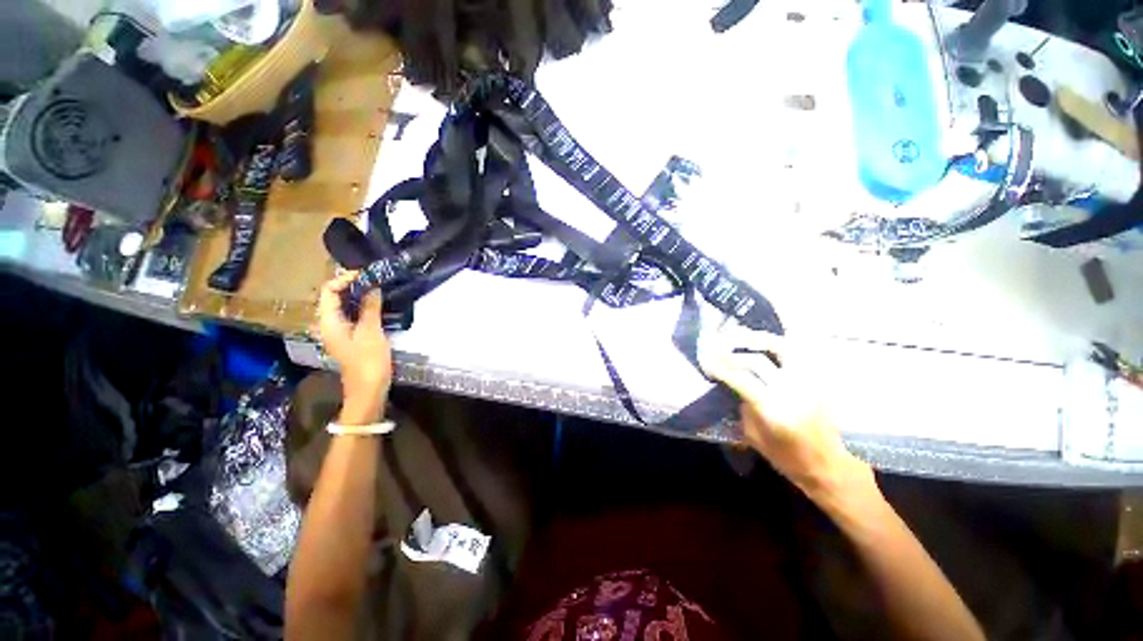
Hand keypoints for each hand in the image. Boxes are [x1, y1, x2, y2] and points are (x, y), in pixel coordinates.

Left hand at [316, 272, 392, 424]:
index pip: (329, 289)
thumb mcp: (371, 331)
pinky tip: (375, 307)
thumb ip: (370, 305)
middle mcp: (329, 325)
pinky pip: (349, 317)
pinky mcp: (347, 340)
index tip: (366, 275)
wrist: (368, 396)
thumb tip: (373, 285)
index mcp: (329, 321)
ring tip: (376, 290)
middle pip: (334, 296)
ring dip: (357, 297)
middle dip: (352, 285)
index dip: (345, 278)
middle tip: (373, 280)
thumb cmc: (367, 363)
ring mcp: (337, 333)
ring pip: (343, 306)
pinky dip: (360, 308)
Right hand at [704, 333, 873, 501]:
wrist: (823, 461)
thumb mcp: (757, 441)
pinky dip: (780, 345)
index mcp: (772, 408)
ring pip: (782, 346)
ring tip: (744, 337)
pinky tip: (769, 345)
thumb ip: (746, 412)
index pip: (742, 379)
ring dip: (760, 339)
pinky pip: (797, 353)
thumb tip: (739, 390)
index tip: (708, 362)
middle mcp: (789, 388)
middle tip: (720, 348)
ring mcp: (805, 379)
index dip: (723, 369)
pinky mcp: (816, 377)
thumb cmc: (788, 459)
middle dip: (735, 352)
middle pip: (758, 360)